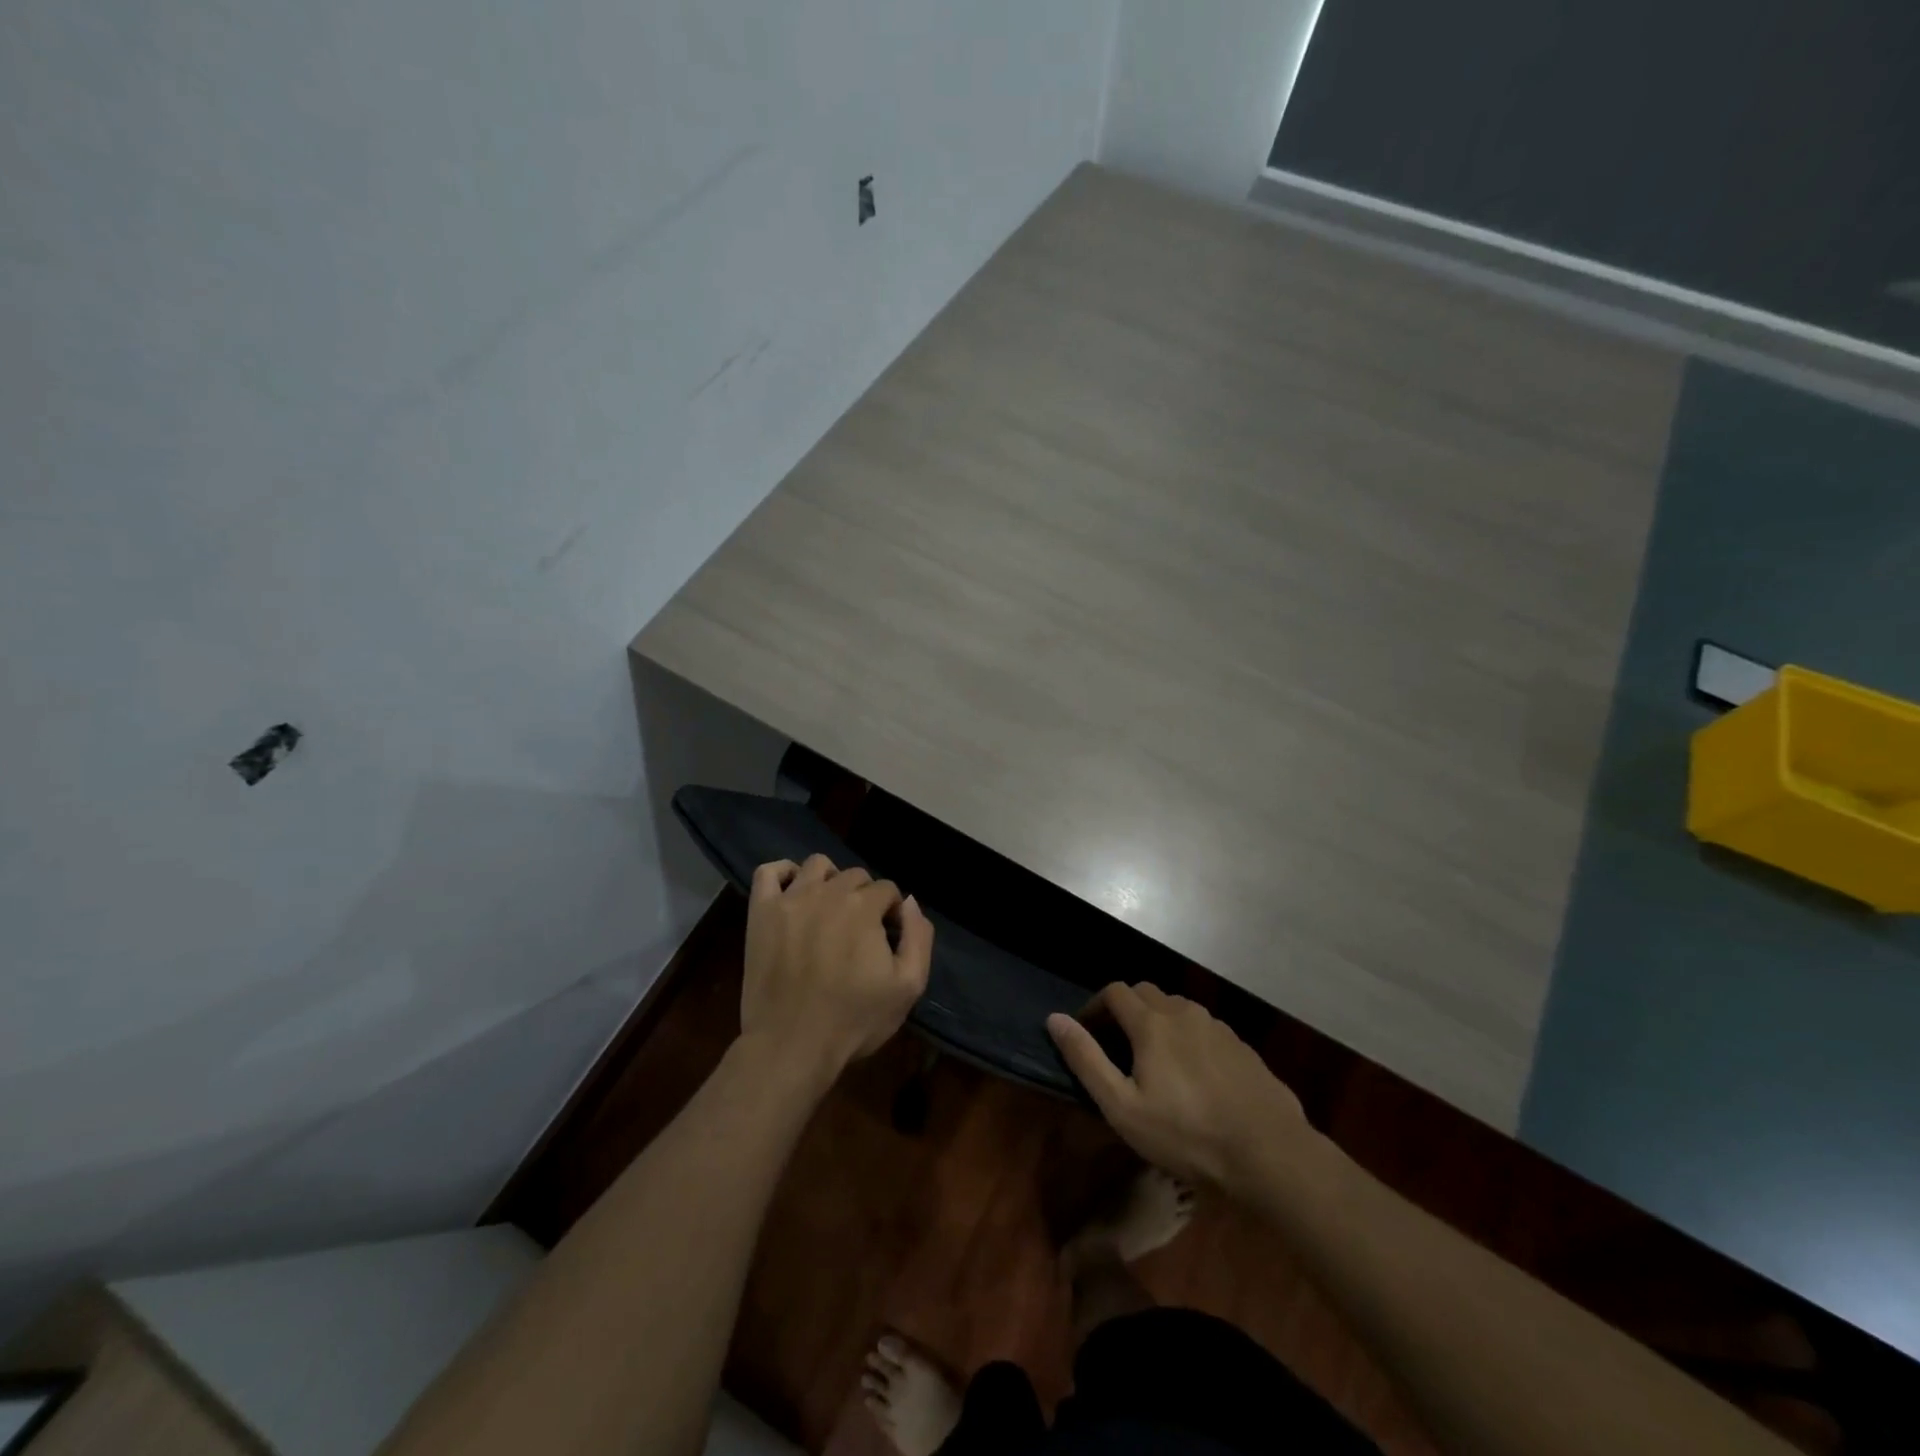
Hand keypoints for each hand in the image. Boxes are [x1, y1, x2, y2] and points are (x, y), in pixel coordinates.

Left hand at [740, 854, 932, 1089]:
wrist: (791, 1046)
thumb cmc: (854, 1020)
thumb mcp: (908, 986)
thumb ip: (918, 937)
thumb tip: (909, 902)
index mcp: (864, 906)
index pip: (887, 890)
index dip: (891, 913)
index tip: (886, 940)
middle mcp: (828, 892)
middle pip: (855, 875)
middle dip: (864, 897)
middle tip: (858, 932)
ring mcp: (791, 899)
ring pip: (817, 865)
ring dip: (830, 880)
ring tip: (828, 910)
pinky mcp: (761, 912)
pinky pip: (769, 871)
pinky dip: (783, 873)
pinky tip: (792, 893)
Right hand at [1047, 983, 1311, 1194]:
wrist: (1270, 1154)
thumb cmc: (1187, 1135)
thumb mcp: (1123, 1107)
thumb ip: (1086, 1060)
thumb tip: (1055, 1019)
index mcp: (1152, 1023)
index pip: (1114, 992)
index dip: (1094, 1006)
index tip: (1085, 1032)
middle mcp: (1183, 1013)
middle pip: (1146, 993)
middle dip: (1125, 1009)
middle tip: (1116, 1046)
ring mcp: (1217, 1027)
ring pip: (1177, 1009)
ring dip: (1157, 1022)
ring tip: (1154, 1061)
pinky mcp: (1242, 1047)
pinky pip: (1204, 1029)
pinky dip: (1187, 1038)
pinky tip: (1194, 1076)